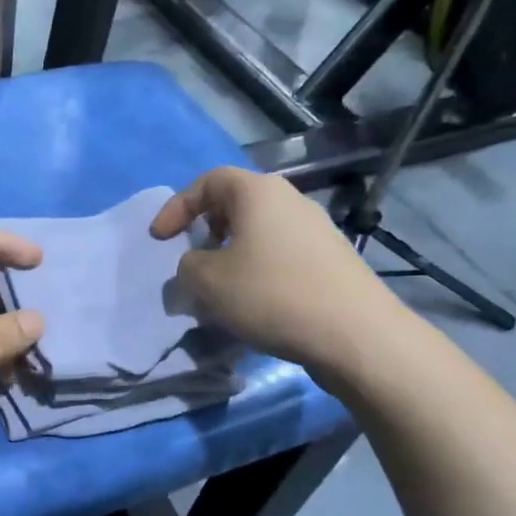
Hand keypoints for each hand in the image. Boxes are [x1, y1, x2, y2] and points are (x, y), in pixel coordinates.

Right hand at [150, 167, 404, 381]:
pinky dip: (256, 270)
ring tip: (218, 288)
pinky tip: (253, 304)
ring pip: (258, 232)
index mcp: (258, 193)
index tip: (160, 239)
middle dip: (205, 230)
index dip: (177, 206)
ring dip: (230, 255)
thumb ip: (186, 267)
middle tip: (191, 259)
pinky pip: (279, 255)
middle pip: (236, 204)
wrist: (355, 334)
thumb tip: (194, 267)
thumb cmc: (271, 295)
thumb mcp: (207, 282)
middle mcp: (290, 201)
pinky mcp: (331, 260)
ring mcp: (316, 230)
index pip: (209, 181)